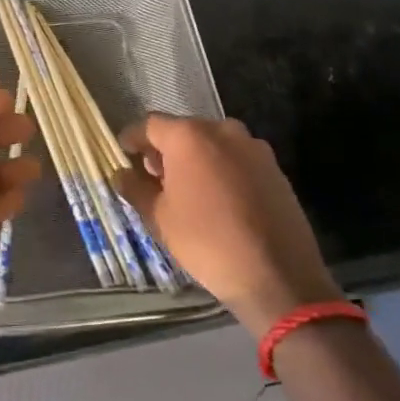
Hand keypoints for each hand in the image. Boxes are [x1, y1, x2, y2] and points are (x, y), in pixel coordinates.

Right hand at [117, 115, 339, 335]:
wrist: (278, 275)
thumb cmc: (207, 241)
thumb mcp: (160, 218)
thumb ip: (135, 189)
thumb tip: (121, 174)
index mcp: (189, 136)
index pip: (150, 125)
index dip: (133, 139)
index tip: (124, 154)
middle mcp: (222, 130)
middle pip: (184, 131)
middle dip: (166, 150)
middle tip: (154, 177)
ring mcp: (253, 147)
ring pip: (213, 144)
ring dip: (196, 159)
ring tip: (187, 190)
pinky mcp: (274, 168)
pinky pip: (237, 160)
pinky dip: (222, 170)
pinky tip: (218, 200)